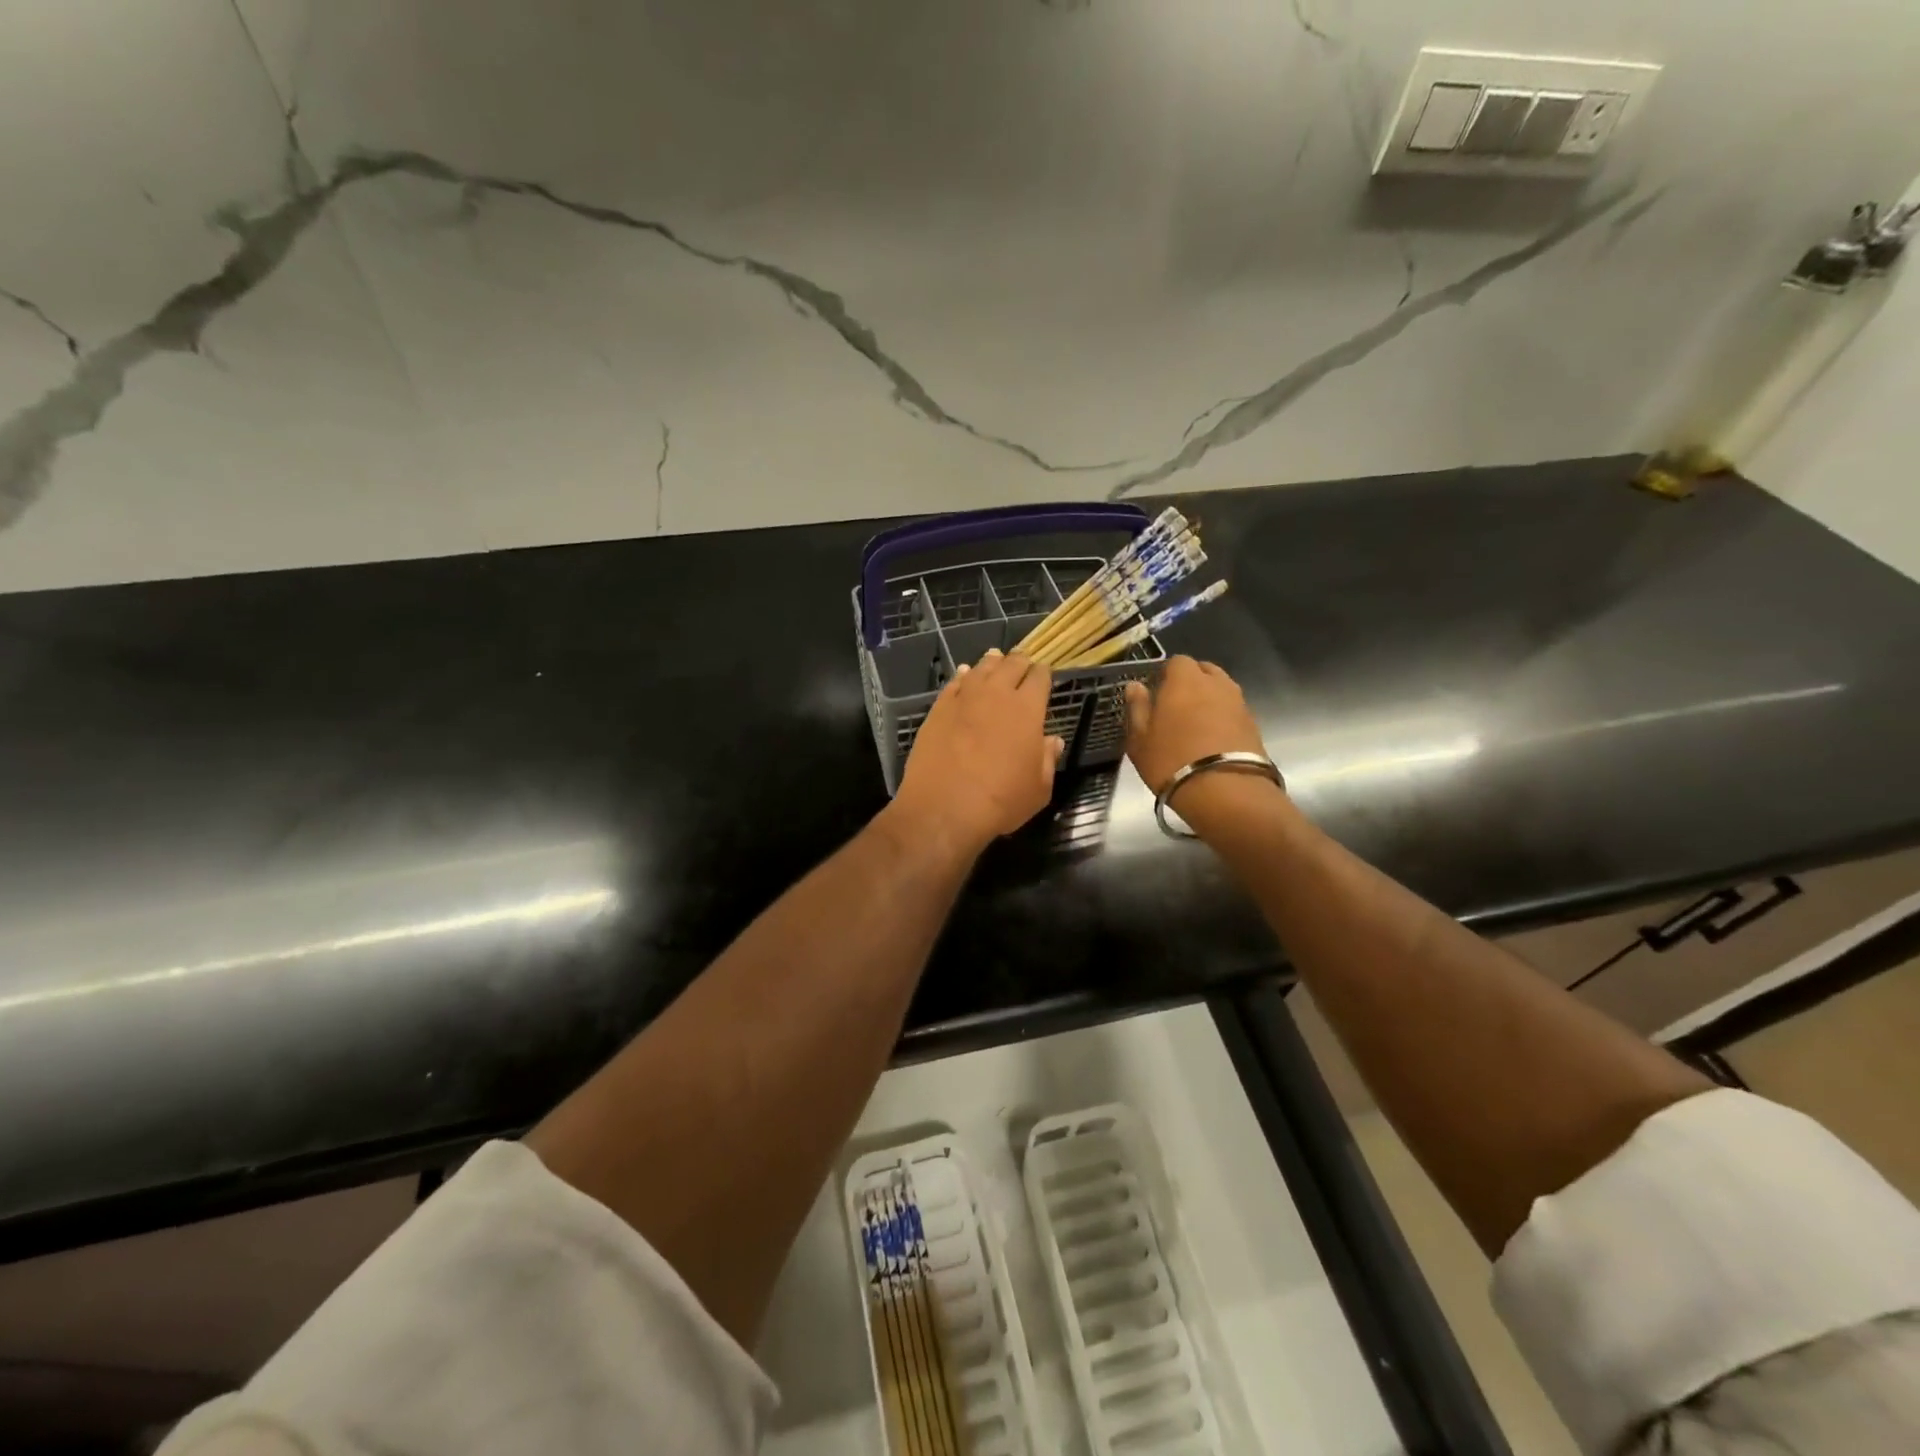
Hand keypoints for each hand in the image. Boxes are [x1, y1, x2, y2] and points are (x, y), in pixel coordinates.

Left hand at [892, 649, 1063, 855]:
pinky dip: (963, 676)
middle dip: (1019, 661)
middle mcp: (996, 694)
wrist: (943, 807)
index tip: (1044, 675)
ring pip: (981, 669)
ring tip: (995, 659)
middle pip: (1011, 665)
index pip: (1040, 677)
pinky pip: (954, 683)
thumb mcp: (1038, 789)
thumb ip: (1047, 760)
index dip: (1043, 674)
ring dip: (991, 663)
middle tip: (1022, 661)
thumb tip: (1052, 741)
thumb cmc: (1000, 801)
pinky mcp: (938, 708)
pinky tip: (964, 675)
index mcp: (1027, 709)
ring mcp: (964, 698)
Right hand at [1124, 656, 1283, 834]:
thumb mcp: (1140, 739)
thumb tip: (1135, 686)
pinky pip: (1233, 711)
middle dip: (1191, 682)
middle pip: (1204, 671)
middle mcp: (1216, 684)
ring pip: (1221, 690)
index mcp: (1185, 681)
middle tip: (1176, 707)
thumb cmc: (1171, 761)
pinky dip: (1223, 718)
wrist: (1226, 792)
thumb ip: (1137, 708)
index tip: (1157, 692)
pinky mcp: (1254, 725)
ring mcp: (1239, 703)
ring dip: (1209, 700)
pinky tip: (1212, 740)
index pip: (1177, 661)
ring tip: (1195, 724)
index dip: (1167, 674)